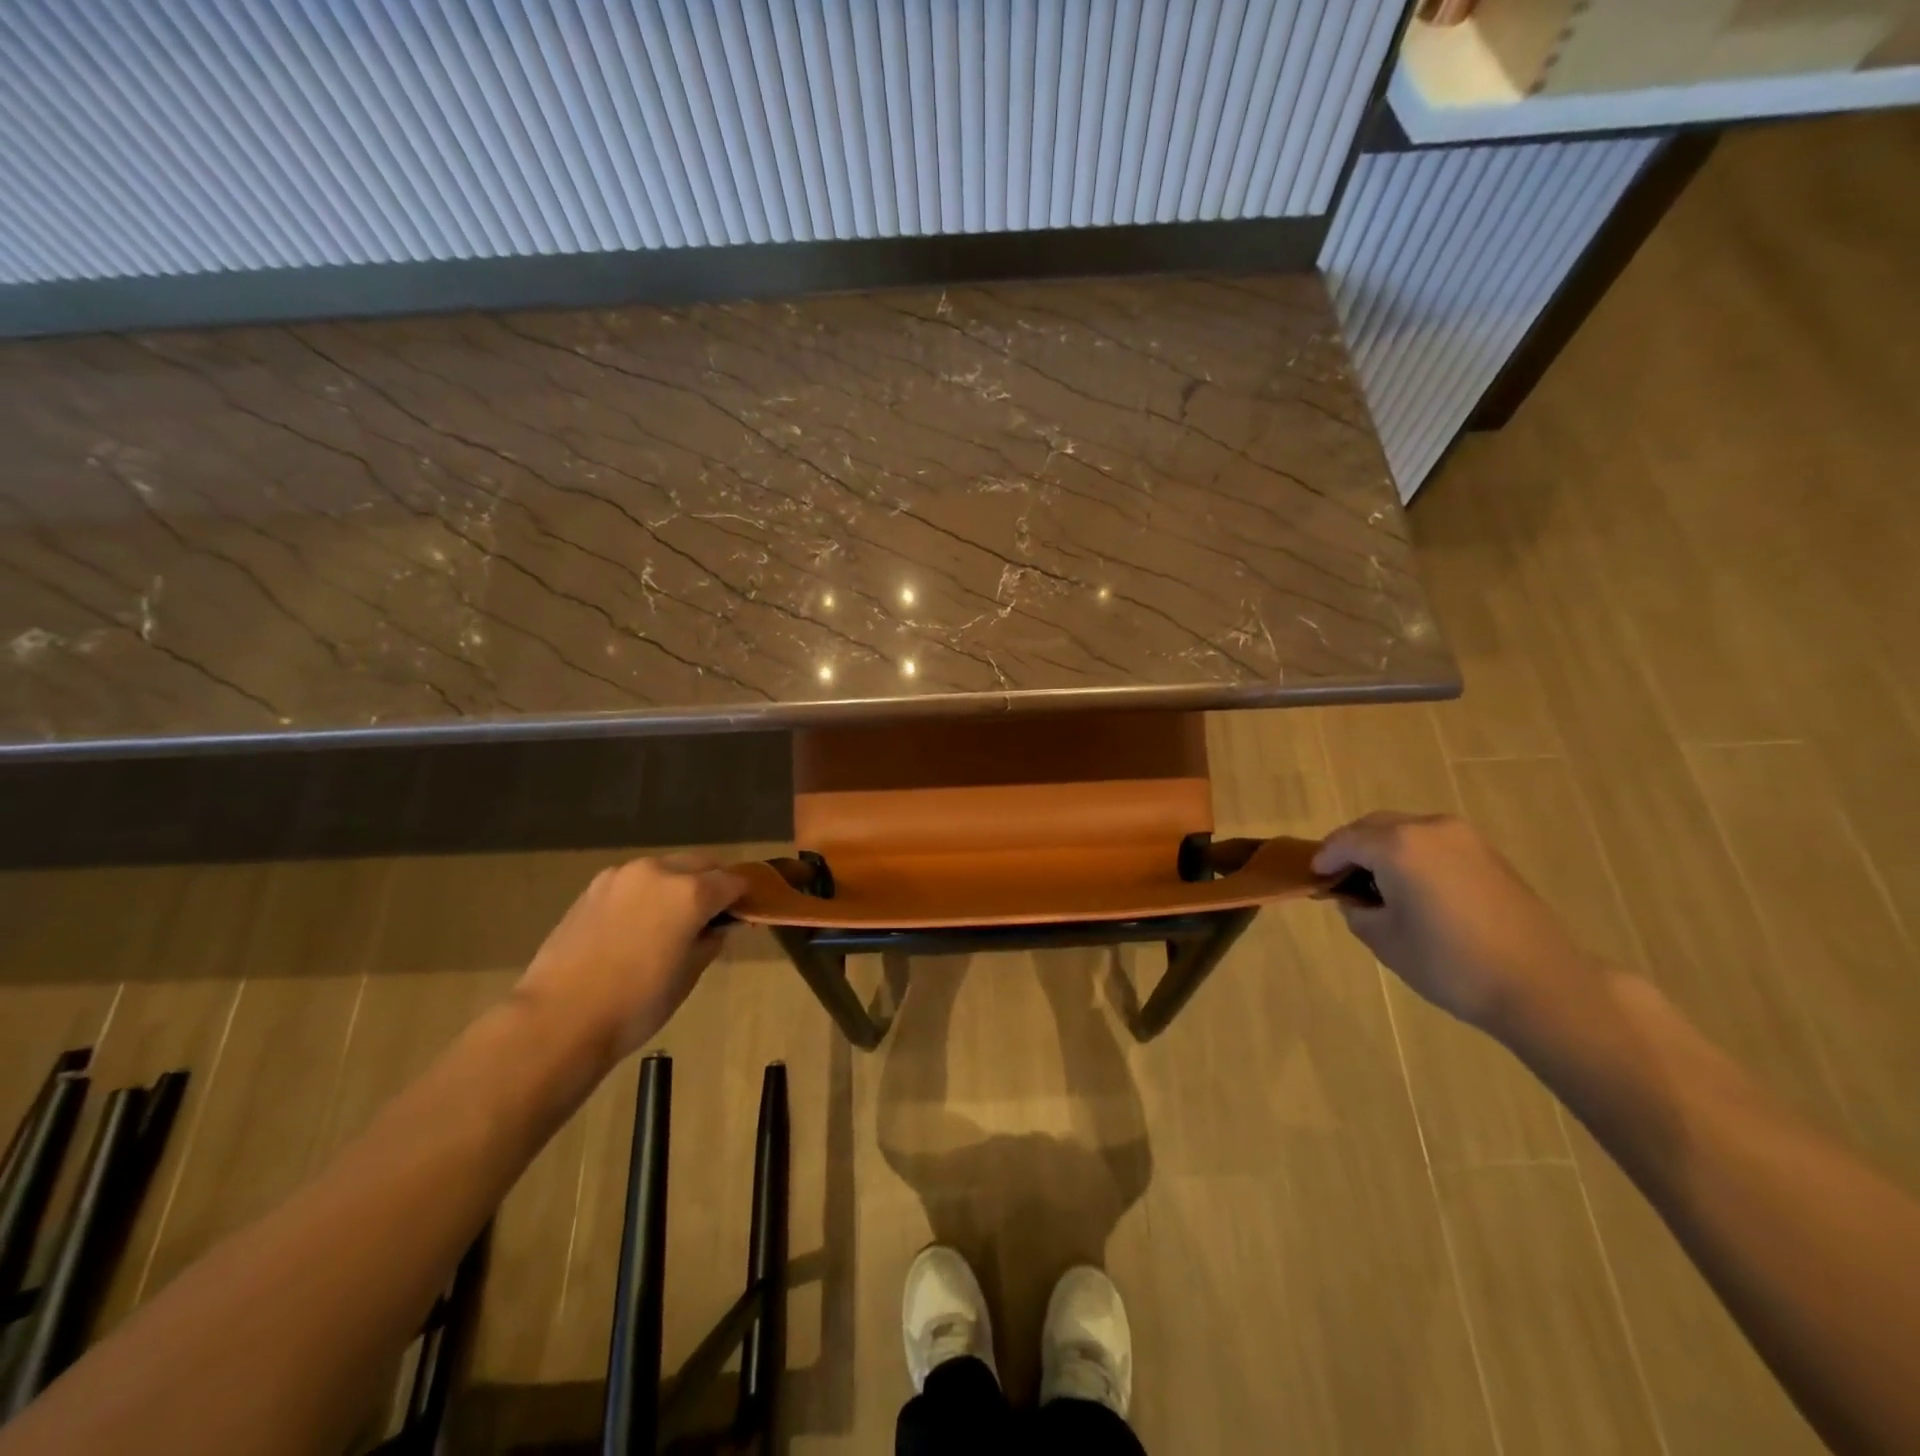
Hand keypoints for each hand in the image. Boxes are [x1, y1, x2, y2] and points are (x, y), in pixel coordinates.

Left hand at [513, 855, 745, 1067]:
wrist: (558, 1019)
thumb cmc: (636, 1004)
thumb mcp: (689, 975)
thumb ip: (710, 940)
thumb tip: (717, 927)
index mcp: (691, 892)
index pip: (733, 881)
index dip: (744, 897)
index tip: (745, 914)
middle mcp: (660, 871)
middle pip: (701, 863)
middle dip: (713, 882)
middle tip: (713, 914)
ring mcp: (622, 875)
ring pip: (666, 868)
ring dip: (679, 883)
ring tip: (672, 919)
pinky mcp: (594, 887)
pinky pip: (635, 880)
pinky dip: (648, 892)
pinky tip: (638, 923)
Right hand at [1313, 812, 1597, 1036]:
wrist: (1542, 986)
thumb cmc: (1450, 964)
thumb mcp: (1384, 940)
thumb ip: (1357, 910)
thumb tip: (1355, 898)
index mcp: (1397, 845)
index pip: (1345, 842)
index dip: (1324, 859)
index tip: (1314, 879)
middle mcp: (1429, 828)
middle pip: (1375, 827)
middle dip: (1353, 848)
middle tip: (1341, 879)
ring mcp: (1464, 837)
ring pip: (1405, 831)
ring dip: (1383, 849)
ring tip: (1377, 885)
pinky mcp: (1488, 854)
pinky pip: (1433, 842)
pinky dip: (1413, 855)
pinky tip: (1413, 887)